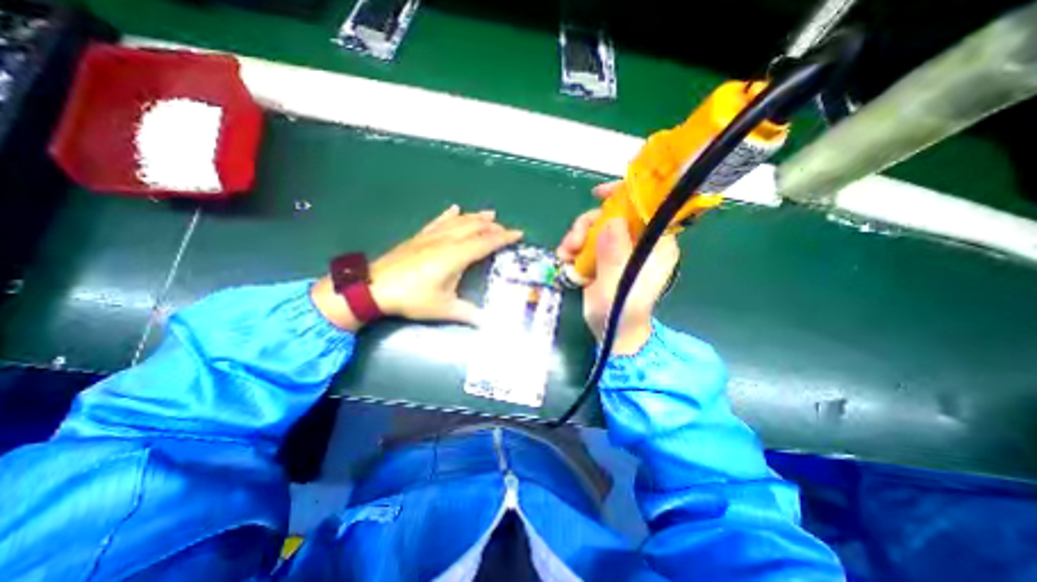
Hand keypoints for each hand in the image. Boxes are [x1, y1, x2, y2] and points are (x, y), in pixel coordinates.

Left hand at [312, 204, 521, 330]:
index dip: (504, 238)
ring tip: (489, 213)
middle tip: (505, 228)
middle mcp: (446, 241)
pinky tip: (455, 209)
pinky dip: (449, 215)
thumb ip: (468, 314)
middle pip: (474, 227)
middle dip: (493, 226)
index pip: (486, 242)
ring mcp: (431, 236)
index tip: (518, 234)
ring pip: (459, 221)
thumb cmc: (412, 298)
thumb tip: (488, 323)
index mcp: (456, 256)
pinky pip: (438, 221)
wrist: (374, 288)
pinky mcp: (419, 237)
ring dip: (475, 217)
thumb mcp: (443, 309)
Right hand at [556, 181, 676, 354]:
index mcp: (657, 245)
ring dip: (577, 237)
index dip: (625, 194)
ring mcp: (621, 249)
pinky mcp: (605, 256)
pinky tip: (566, 259)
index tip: (598, 195)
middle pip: (614, 215)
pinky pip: (588, 240)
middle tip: (573, 242)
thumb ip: (615, 256)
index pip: (647, 207)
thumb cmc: (620, 314)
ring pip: (597, 226)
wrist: (611, 332)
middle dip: (589, 224)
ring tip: (565, 255)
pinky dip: (574, 246)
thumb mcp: (616, 287)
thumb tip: (611, 222)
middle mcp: (640, 242)